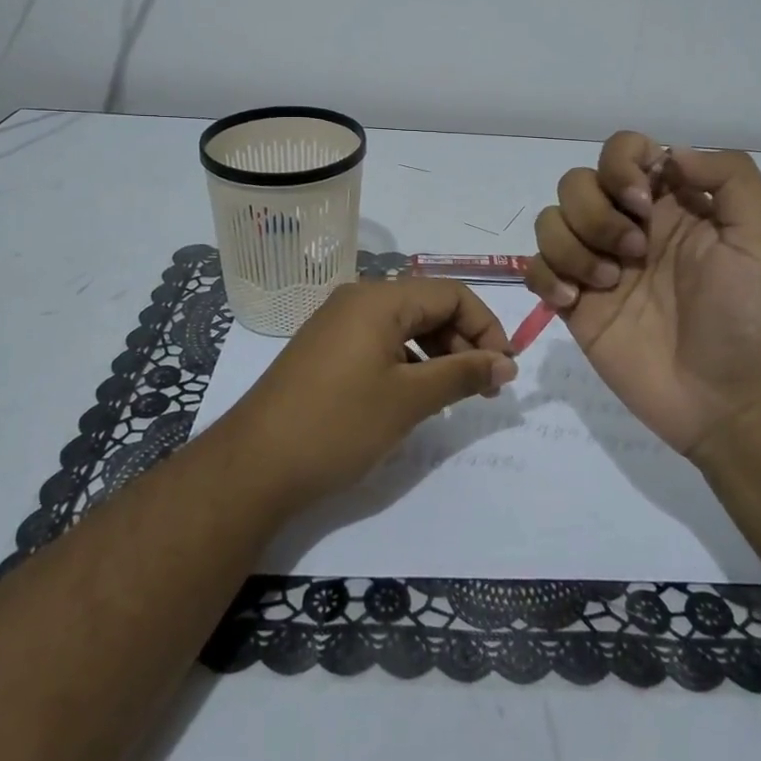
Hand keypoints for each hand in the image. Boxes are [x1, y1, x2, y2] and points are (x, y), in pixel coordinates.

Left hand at [218, 278, 517, 509]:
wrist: (254, 465)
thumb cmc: (338, 424)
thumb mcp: (409, 400)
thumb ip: (462, 374)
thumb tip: (506, 363)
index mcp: (379, 299)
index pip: (451, 294)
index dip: (486, 327)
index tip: (504, 371)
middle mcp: (358, 299)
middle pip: (428, 307)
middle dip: (464, 342)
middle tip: (485, 388)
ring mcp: (338, 324)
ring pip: (405, 327)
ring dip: (438, 354)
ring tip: (454, 396)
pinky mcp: (326, 350)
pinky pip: (380, 343)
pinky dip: (408, 363)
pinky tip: (416, 397)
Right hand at [527, 131, 760, 455]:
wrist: (733, 402)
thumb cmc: (752, 317)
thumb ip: (728, 176)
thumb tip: (667, 153)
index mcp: (672, 204)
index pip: (624, 151)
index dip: (620, 163)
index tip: (642, 202)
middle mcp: (630, 226)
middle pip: (577, 182)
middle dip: (596, 211)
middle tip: (634, 252)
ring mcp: (599, 266)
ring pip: (551, 221)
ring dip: (572, 244)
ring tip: (608, 283)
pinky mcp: (575, 305)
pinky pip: (536, 268)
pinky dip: (546, 276)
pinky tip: (574, 302)